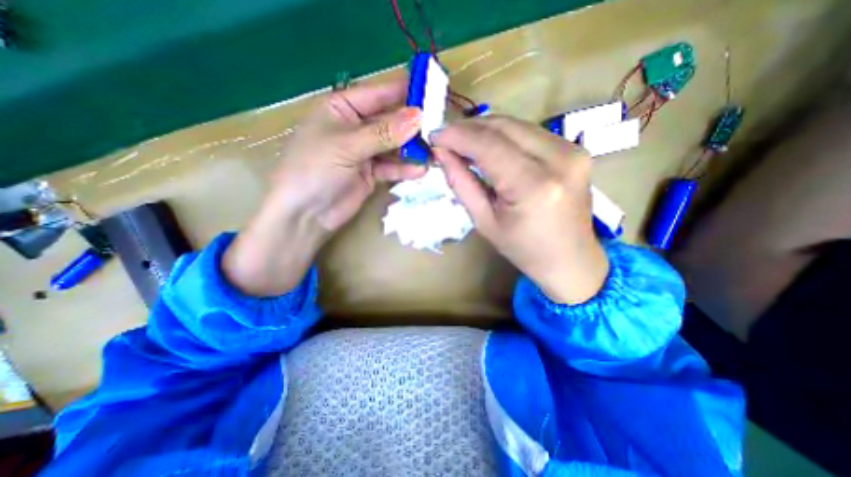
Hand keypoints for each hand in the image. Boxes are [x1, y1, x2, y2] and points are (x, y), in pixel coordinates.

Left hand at [219, 77, 422, 294]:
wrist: (305, 214)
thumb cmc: (315, 169)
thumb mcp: (347, 145)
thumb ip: (384, 132)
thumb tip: (418, 116)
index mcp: (342, 108)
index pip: (377, 94)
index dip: (403, 91)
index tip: (430, 91)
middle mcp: (355, 127)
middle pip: (389, 120)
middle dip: (412, 124)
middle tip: (439, 126)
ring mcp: (364, 152)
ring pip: (394, 145)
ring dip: (412, 149)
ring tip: (434, 151)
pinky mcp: (371, 174)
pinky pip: (392, 167)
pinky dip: (404, 169)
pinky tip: (420, 170)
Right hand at [435, 116, 607, 303]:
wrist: (571, 259)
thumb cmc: (523, 249)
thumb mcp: (484, 221)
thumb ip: (461, 183)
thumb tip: (441, 153)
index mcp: (533, 186)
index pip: (488, 145)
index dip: (458, 135)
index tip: (435, 135)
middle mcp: (559, 159)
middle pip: (504, 126)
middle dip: (469, 128)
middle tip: (446, 138)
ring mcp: (572, 150)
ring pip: (517, 124)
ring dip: (485, 129)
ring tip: (464, 143)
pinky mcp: (575, 149)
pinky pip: (530, 132)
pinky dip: (504, 135)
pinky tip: (490, 147)